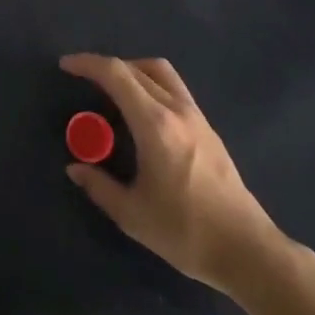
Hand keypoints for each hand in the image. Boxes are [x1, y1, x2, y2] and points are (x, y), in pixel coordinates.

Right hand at [59, 54, 284, 297]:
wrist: (247, 250)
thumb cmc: (186, 232)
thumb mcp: (133, 215)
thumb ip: (99, 187)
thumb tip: (75, 168)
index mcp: (155, 125)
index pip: (117, 75)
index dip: (88, 64)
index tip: (66, 66)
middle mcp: (177, 110)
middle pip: (138, 68)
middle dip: (106, 67)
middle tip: (84, 81)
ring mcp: (196, 117)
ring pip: (160, 72)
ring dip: (132, 71)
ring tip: (113, 91)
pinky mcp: (208, 129)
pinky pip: (174, 89)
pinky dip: (150, 85)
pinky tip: (141, 114)